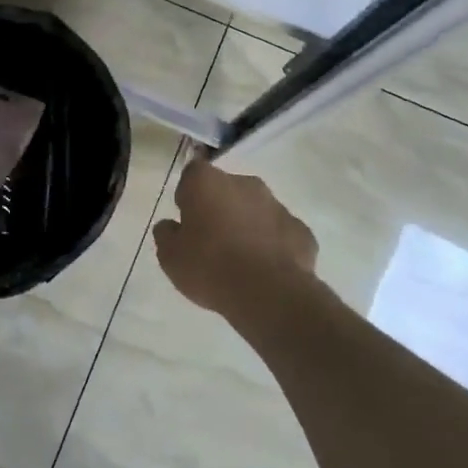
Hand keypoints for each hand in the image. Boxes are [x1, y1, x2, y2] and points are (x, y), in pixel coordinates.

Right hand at [152, 159, 317, 318]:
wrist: (268, 293)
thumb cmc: (209, 267)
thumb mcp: (170, 257)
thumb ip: (166, 234)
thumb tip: (170, 226)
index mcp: (207, 182)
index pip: (192, 174)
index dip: (188, 195)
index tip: (187, 220)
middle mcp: (244, 183)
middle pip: (227, 189)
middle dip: (220, 208)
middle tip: (213, 241)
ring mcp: (277, 205)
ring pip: (257, 209)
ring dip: (248, 225)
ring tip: (241, 260)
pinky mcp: (301, 230)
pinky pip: (281, 232)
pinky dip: (273, 245)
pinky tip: (266, 270)